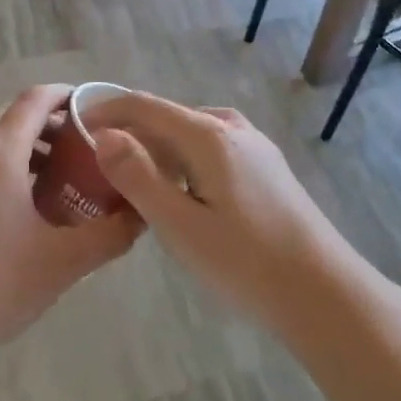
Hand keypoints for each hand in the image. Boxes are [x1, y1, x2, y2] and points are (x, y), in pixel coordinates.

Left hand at [0, 85, 144, 376]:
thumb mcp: (62, 263)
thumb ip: (109, 234)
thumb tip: (140, 214)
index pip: (34, 101)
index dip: (64, 96)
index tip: (91, 107)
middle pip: (12, 123)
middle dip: (49, 133)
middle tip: (83, 158)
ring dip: (23, 158)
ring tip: (54, 191)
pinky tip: (12, 218)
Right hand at [85, 93, 347, 327]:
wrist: (325, 294)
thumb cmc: (246, 262)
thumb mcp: (180, 225)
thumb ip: (138, 177)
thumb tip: (104, 136)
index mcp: (208, 134)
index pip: (144, 106)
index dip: (106, 110)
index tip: (74, 125)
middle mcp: (231, 127)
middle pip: (167, 116)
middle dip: (129, 132)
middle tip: (96, 163)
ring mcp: (254, 146)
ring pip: (190, 133)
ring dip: (157, 148)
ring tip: (131, 179)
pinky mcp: (266, 167)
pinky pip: (210, 148)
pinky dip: (183, 160)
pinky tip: (178, 191)